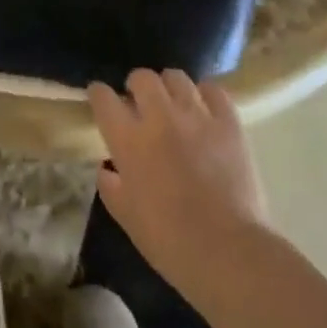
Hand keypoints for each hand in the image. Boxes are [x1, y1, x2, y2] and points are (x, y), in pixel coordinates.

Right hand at [87, 70, 269, 289]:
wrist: (226, 250)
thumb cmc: (169, 241)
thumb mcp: (126, 218)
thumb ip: (111, 186)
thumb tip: (107, 167)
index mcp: (129, 141)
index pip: (104, 98)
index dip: (99, 94)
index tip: (100, 98)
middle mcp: (160, 117)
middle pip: (142, 78)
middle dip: (136, 86)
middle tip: (139, 103)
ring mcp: (197, 115)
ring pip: (176, 77)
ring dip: (168, 87)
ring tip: (172, 102)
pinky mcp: (228, 121)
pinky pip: (213, 90)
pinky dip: (204, 95)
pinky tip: (203, 109)